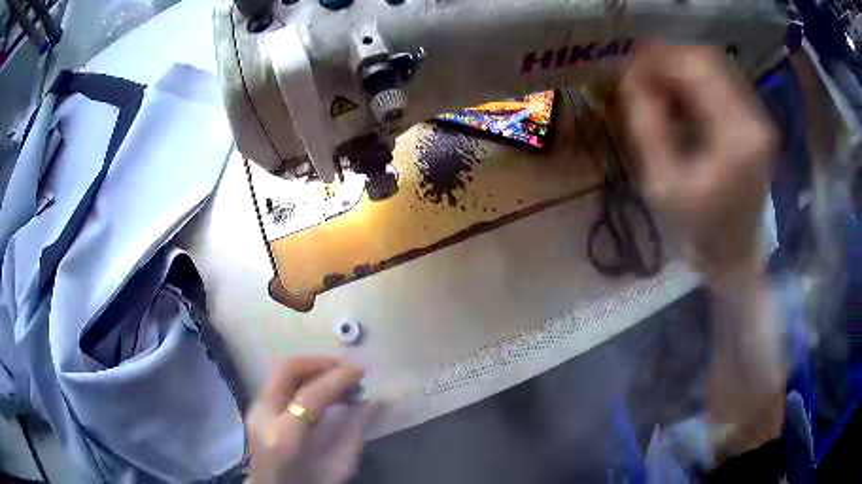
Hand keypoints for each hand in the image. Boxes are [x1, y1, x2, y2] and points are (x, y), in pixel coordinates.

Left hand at [246, 357, 374, 483]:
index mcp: (284, 437)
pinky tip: (321, 390)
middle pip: (286, 370)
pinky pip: (279, 381)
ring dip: (310, 368)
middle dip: (319, 362)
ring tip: (337, 379)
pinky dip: (301, 377)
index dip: (338, 378)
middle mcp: (264, 416)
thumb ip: (355, 432)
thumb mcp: (338, 466)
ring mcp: (255, 410)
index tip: (361, 372)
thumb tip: (374, 401)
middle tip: (345, 369)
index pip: (310, 395)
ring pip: (280, 371)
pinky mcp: (255, 408)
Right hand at [619, 45, 775, 280]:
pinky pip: (723, 83)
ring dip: (682, 69)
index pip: (696, 69)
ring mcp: (759, 120)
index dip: (658, 59)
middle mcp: (755, 120)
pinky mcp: (756, 123)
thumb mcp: (661, 183)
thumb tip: (633, 78)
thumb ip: (646, 124)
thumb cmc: (698, 229)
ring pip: (716, 67)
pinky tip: (680, 98)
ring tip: (657, 86)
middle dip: (669, 60)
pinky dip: (696, 82)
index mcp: (737, 137)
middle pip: (708, 60)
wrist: (733, 256)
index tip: (629, 70)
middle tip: (640, 75)